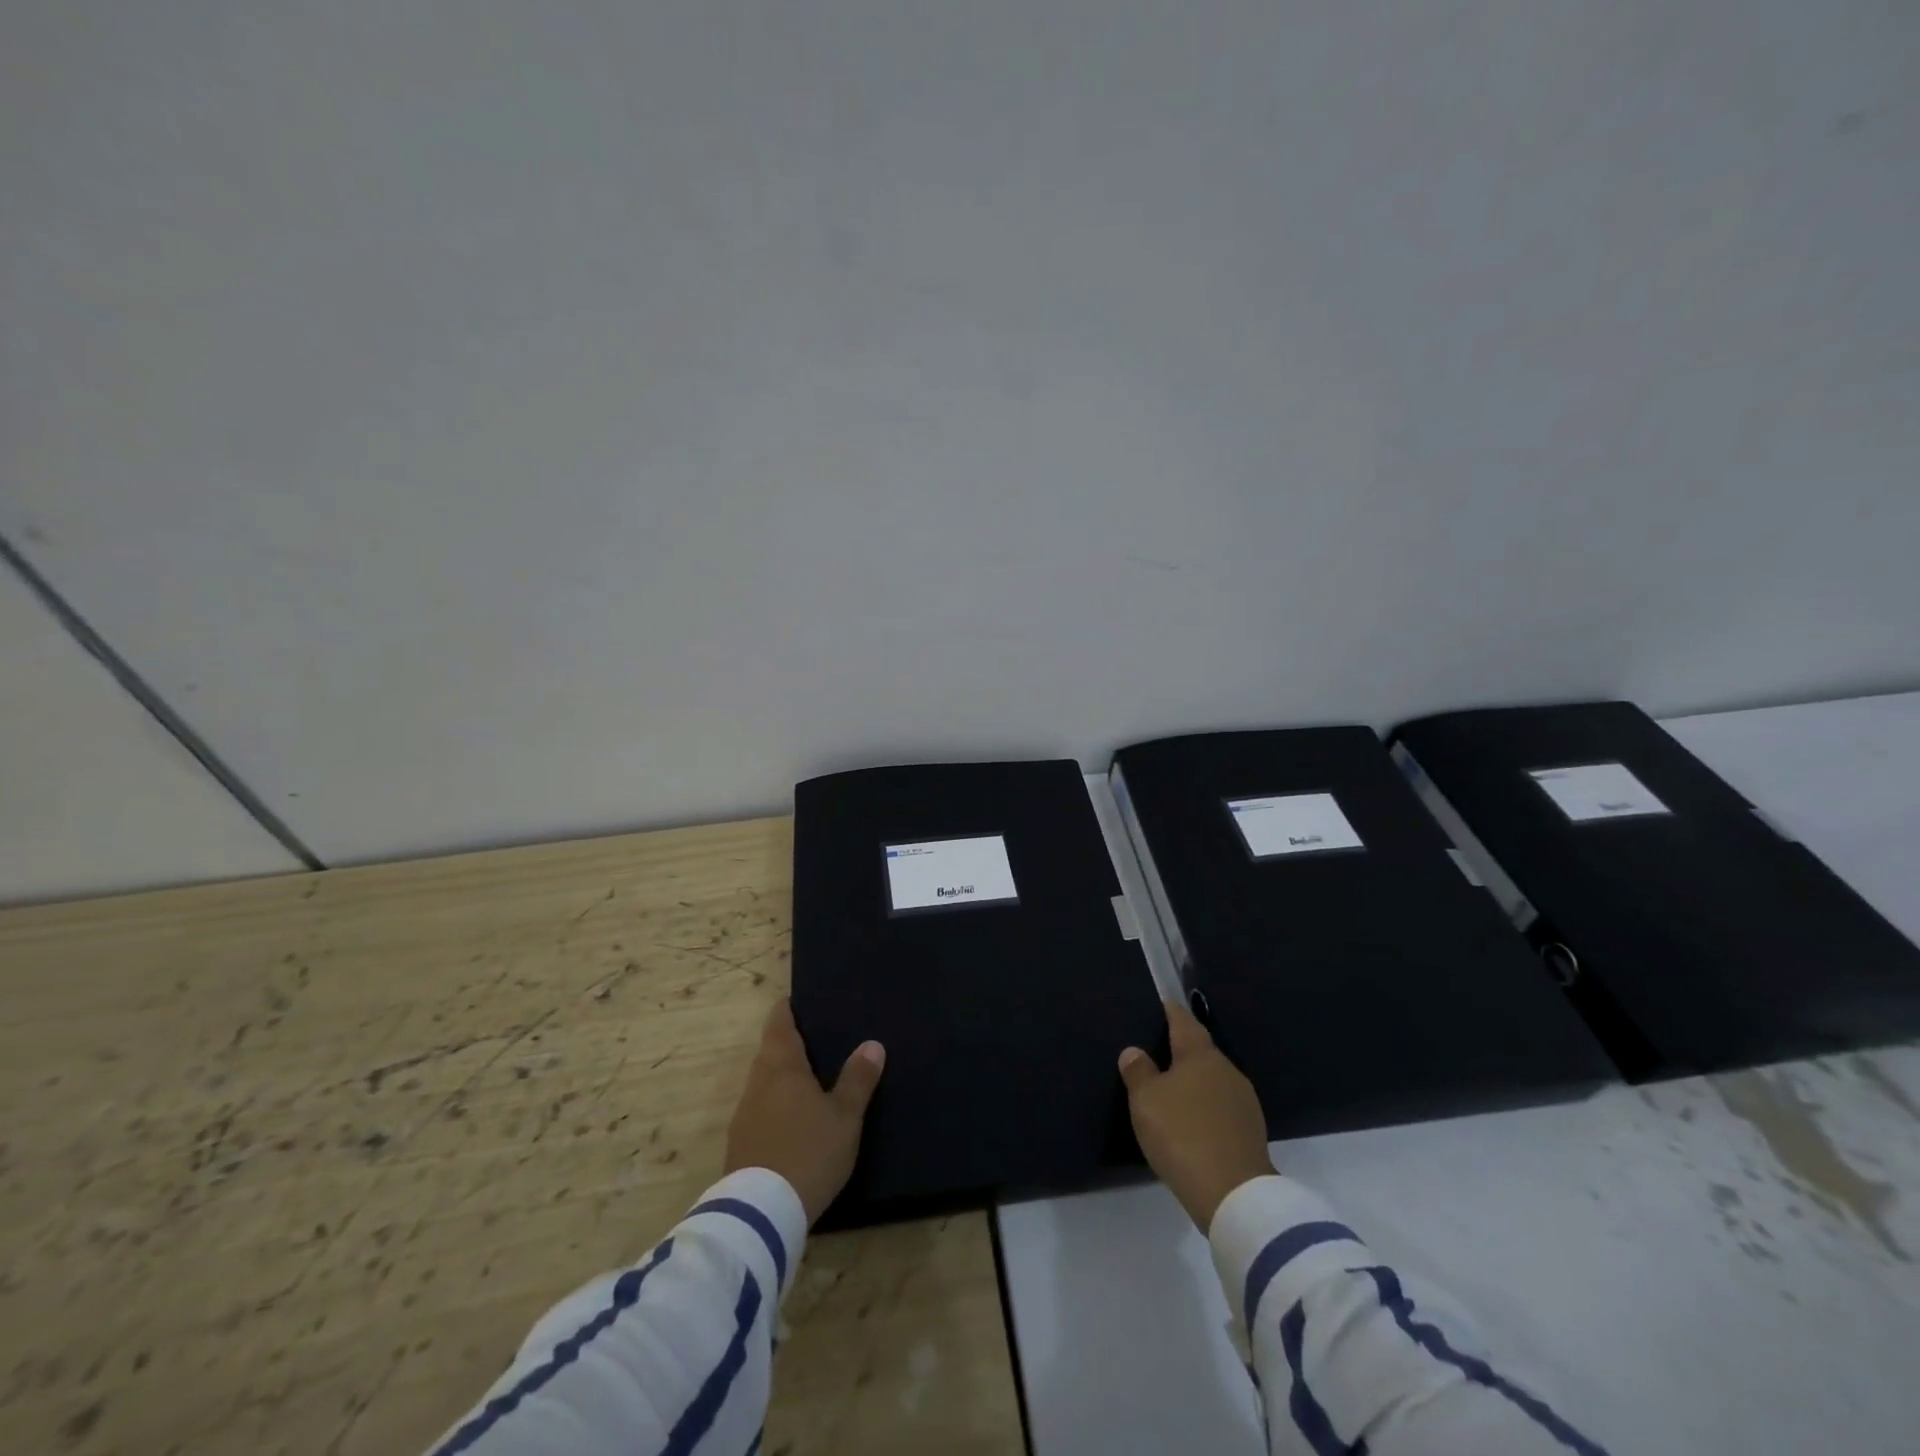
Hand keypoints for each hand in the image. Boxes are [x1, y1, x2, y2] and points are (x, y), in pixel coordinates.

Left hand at [725, 999, 884, 1225]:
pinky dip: (776, 1104)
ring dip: (783, 1076)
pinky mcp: (740, 1143)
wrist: (761, 1214)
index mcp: (782, 1065)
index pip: (780, 1022)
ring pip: (764, 1081)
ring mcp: (744, 1113)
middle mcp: (757, 1081)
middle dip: (790, 1043)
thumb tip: (872, 1044)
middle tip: (819, 1039)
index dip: (789, 1009)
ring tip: (811, 1078)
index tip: (803, 1001)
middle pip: (771, 1051)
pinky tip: (794, 1118)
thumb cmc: (809, 1152)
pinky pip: (760, 1108)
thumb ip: (858, 1079)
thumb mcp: (845, 1117)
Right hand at [1118, 999, 1274, 1231]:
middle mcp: (1227, 1070)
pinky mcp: (1251, 1131)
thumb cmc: (1183, 1135)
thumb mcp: (1146, 1101)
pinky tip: (1193, 1121)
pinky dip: (1206, 1107)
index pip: (1184, 1021)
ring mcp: (1244, 1101)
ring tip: (1173, 1090)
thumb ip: (1138, 1071)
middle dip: (1182, 1050)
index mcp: (1201, 1055)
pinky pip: (1222, 1107)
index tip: (1162, 1004)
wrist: (1234, 1195)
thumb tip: (1135, 1051)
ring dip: (1195, 1082)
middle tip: (1158, 1053)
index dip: (1171, 1011)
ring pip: (1213, 1080)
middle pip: (1201, 1051)